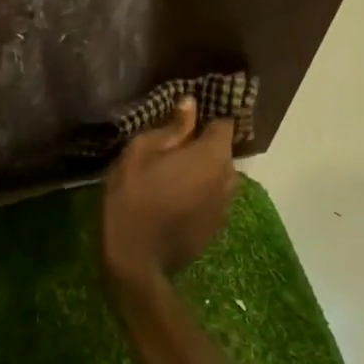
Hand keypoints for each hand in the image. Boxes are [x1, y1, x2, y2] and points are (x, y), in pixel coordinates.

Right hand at [102, 100, 237, 287]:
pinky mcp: (218, 226)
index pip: (224, 123)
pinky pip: (213, 198)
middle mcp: (229, 178)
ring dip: (201, 171)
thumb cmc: (133, 197)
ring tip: (170, 175)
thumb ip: (171, 127)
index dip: (206, 117)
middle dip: (201, 146)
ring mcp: (226, 205)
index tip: (185, 119)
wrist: (137, 259)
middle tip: (169, 149)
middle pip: (221, 151)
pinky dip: (199, 193)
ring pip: (218, 175)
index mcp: (212, 155)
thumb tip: (191, 104)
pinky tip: (174, 199)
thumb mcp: (141, 152)